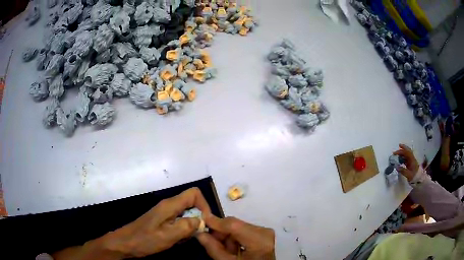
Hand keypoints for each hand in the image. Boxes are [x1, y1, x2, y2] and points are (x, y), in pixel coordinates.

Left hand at [109, 187, 211, 257]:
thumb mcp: (168, 236)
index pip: (194, 193)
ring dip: (190, 227)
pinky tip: (176, 240)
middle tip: (196, 235)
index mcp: (170, 205)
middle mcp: (168, 205)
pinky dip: (183, 231)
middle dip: (198, 219)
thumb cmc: (145, 240)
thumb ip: (187, 226)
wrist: (126, 243)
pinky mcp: (162, 221)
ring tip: (183, 239)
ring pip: (187, 214)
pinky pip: (179, 222)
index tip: (205, 222)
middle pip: (192, 204)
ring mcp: (165, 213)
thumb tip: (201, 220)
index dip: (204, 205)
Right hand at [197, 216, 274, 259]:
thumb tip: (200, 234)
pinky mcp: (264, 234)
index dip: (215, 222)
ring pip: (237, 227)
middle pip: (235, 225)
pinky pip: (243, 231)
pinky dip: (235, 239)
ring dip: (227, 237)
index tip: (200, 219)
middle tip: (212, 243)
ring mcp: (265, 232)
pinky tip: (235, 250)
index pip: (233, 225)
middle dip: (220, 233)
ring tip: (227, 251)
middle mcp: (264, 232)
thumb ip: (214, 249)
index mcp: (259, 240)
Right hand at [393, 144, 418, 181]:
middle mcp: (412, 159)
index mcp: (412, 160)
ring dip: (401, 154)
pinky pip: (406, 159)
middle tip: (395, 152)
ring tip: (396, 156)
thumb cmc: (414, 176)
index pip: (408, 152)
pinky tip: (399, 161)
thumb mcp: (408, 174)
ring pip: (406, 155)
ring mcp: (411, 161)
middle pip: (407, 152)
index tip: (399, 145)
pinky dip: (402, 158)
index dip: (403, 148)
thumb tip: (396, 167)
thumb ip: (402, 170)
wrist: (418, 179)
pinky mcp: (410, 164)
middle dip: (401, 150)